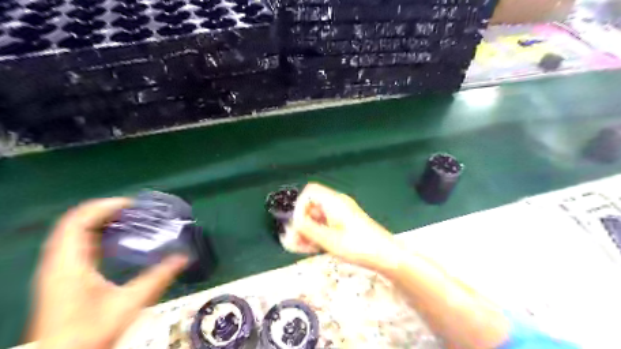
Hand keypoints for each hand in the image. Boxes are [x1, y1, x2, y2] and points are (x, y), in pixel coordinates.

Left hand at [29, 199, 187, 348]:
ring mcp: (56, 270)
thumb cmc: (92, 331)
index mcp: (70, 265)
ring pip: (71, 233)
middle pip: (74, 223)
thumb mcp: (131, 302)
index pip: (78, 222)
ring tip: (126, 219)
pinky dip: (92, 234)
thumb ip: (160, 277)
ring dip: (97, 221)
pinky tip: (112, 240)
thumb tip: (185, 258)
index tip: (131, 204)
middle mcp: (58, 263)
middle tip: (133, 210)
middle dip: (103, 211)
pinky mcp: (60, 277)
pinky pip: (72, 244)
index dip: (104, 207)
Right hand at [293, 184, 402, 271]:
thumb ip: (308, 229)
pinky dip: (318, 234)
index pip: (309, 193)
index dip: (299, 207)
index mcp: (334, 202)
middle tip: (295, 242)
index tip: (297, 226)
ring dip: (308, 231)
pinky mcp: (345, 224)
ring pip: (317, 217)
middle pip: (312, 206)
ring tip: (304, 249)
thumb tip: (293, 222)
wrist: (387, 256)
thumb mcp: (329, 240)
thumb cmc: (359, 247)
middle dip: (301, 223)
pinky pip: (326, 224)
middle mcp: (337, 204)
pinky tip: (314, 248)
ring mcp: (341, 214)